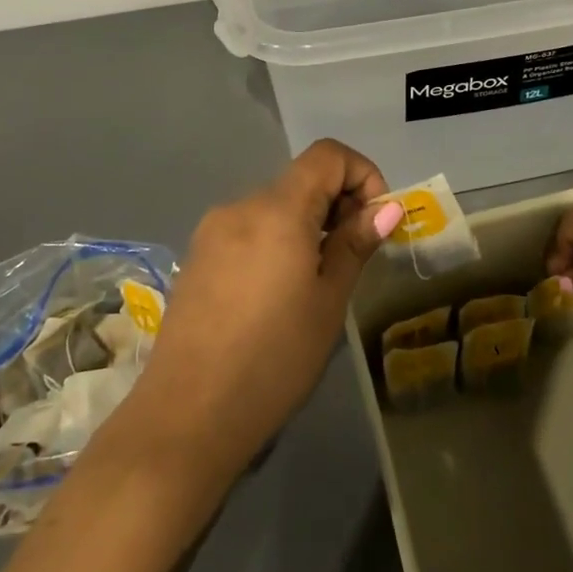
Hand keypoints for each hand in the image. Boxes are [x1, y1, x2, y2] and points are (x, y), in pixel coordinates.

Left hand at [110, 140, 401, 481]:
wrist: (186, 417)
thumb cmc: (273, 360)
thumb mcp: (328, 302)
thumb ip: (354, 244)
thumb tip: (386, 207)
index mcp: (277, 208)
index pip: (328, 154)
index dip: (361, 173)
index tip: (374, 221)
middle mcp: (241, 205)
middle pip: (301, 179)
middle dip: (337, 204)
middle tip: (353, 258)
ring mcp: (212, 230)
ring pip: (274, 207)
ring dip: (306, 226)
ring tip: (315, 284)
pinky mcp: (197, 257)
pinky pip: (249, 230)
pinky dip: (276, 242)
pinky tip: (276, 295)